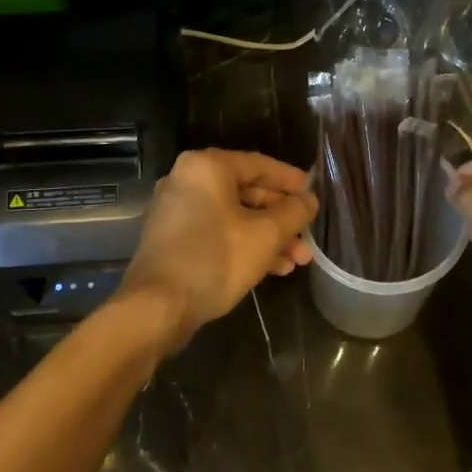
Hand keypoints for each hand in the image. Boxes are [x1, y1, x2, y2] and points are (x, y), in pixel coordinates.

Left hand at [121, 149, 317, 350]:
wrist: (158, 306)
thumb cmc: (216, 259)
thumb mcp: (266, 235)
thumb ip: (294, 212)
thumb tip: (309, 200)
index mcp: (207, 167)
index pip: (260, 164)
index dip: (291, 181)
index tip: (314, 194)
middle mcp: (187, 181)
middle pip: (247, 192)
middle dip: (281, 218)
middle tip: (307, 237)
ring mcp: (176, 211)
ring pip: (234, 217)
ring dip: (268, 237)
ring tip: (297, 261)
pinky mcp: (173, 240)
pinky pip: (217, 233)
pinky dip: (244, 245)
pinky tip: (272, 269)